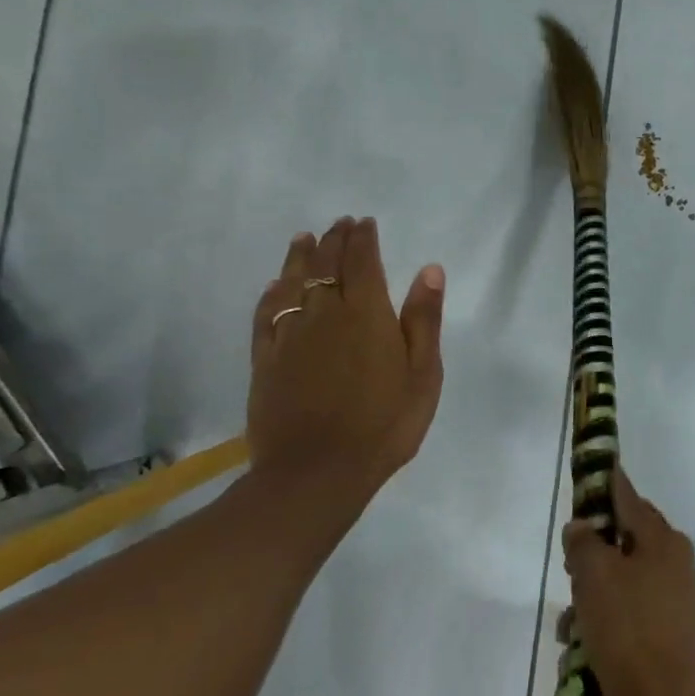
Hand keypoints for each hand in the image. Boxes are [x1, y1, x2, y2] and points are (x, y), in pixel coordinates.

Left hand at [247, 217, 444, 509]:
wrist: (317, 472)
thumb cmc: (384, 423)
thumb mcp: (423, 373)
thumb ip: (423, 319)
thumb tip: (429, 270)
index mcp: (366, 314)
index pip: (362, 262)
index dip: (363, 239)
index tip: (364, 223)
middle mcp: (324, 314)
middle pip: (325, 266)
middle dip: (334, 241)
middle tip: (339, 224)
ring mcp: (290, 336)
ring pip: (292, 283)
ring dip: (299, 257)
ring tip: (304, 239)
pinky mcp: (266, 360)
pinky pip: (266, 314)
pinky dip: (271, 293)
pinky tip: (274, 286)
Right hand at [563, 471, 694, 695]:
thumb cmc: (628, 632)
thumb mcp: (595, 578)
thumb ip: (584, 543)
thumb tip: (582, 526)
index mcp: (662, 539)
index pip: (628, 498)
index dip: (606, 484)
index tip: (591, 473)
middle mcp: (675, 560)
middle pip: (623, 542)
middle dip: (591, 559)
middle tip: (570, 577)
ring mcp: (677, 597)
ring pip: (623, 581)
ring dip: (593, 598)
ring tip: (572, 630)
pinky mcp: (672, 631)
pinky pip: (631, 612)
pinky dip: (607, 622)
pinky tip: (585, 648)